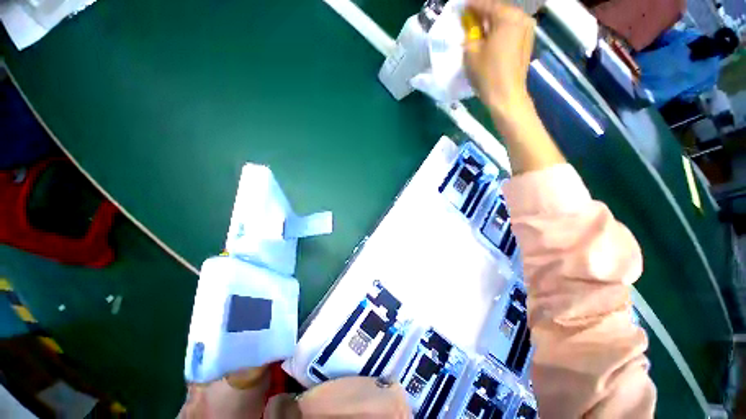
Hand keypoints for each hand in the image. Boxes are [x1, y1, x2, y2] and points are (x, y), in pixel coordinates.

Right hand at [464, 0, 535, 121]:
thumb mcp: (471, 52)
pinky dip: (499, 30)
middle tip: (469, 18)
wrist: (506, 95)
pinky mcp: (527, 42)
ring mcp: (527, 30)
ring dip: (492, 22)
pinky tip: (490, 37)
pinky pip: (511, 29)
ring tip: (479, 28)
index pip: (486, 5)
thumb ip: (470, 34)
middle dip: (483, 13)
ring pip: (506, 20)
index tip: (462, 6)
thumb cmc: (487, 73)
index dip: (472, 5)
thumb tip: (471, 29)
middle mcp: (521, 18)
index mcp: (508, 17)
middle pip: (499, 10)